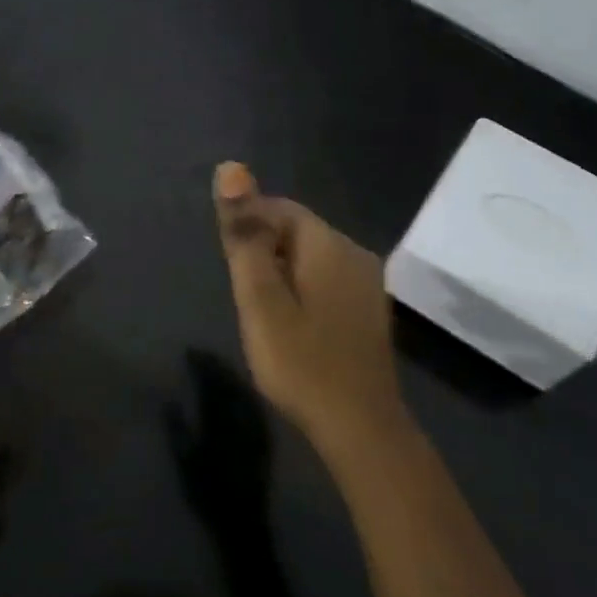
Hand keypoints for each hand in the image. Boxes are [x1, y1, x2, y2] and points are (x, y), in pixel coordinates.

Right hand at [213, 163, 406, 463]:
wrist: (360, 428)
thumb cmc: (301, 362)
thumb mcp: (261, 299)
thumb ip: (245, 236)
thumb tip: (232, 168)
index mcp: (330, 245)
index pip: (281, 208)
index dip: (248, 225)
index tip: (228, 262)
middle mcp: (356, 254)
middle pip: (298, 232)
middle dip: (264, 250)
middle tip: (242, 293)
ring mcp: (367, 285)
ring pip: (312, 258)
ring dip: (281, 272)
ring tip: (260, 311)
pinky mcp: (368, 312)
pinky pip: (327, 282)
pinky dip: (302, 290)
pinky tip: (291, 324)